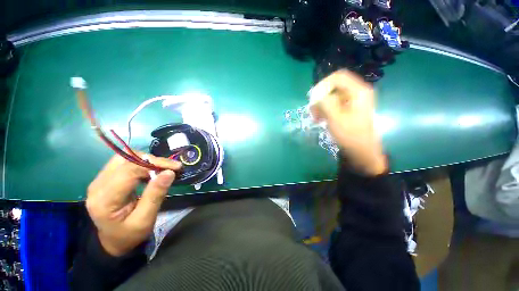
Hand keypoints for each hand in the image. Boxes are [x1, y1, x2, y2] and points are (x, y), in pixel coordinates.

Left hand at [86, 154, 181, 255]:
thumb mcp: (145, 219)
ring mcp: (100, 180)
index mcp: (105, 199)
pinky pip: (125, 163)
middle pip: (126, 160)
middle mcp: (98, 185)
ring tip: (163, 169)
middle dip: (153, 160)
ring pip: (126, 158)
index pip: (129, 171)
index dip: (155, 165)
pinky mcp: (106, 178)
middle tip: (172, 167)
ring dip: (148, 160)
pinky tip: (152, 171)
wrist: (113, 241)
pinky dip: (142, 163)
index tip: (176, 167)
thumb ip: (156, 195)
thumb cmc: (130, 234)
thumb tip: (169, 173)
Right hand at [310, 70, 386, 175]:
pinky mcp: (349, 108)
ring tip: (315, 117)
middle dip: (321, 97)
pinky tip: (320, 119)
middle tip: (312, 110)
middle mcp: (357, 92)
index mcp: (358, 91)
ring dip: (321, 105)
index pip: (338, 77)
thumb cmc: (350, 134)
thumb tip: (315, 93)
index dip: (323, 85)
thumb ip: (325, 102)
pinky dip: (325, 110)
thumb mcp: (335, 118)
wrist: (361, 151)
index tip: (312, 98)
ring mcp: (353, 101)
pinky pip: (334, 104)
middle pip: (334, 86)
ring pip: (332, 96)